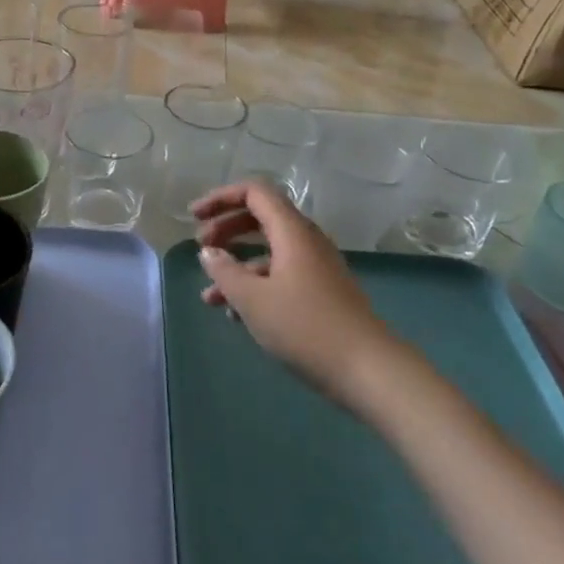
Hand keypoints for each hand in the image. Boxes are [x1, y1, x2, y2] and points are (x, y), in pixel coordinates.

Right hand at [192, 181, 394, 402]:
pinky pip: (281, 276)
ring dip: (237, 266)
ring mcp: (316, 268)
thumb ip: (225, 272)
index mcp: (292, 232)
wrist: (368, 370)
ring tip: (209, 296)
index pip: (255, 193)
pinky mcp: (321, 294)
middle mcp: (306, 242)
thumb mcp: (253, 300)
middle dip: (226, 230)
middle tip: (201, 248)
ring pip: (269, 253)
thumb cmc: (305, 327)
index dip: (221, 198)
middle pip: (261, 218)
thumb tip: (208, 252)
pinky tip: (236, 316)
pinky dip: (256, 286)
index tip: (194, 217)